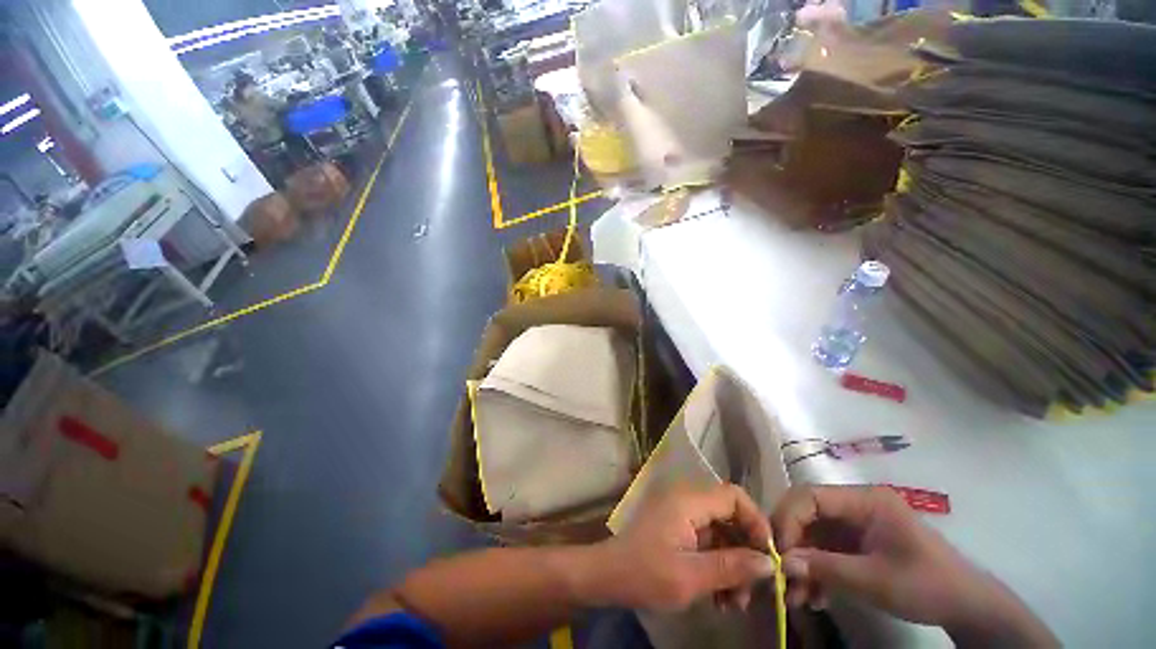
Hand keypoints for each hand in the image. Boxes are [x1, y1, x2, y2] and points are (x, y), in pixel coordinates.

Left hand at [587, 484, 776, 611]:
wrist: (609, 576)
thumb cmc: (646, 574)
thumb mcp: (691, 577)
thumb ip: (731, 567)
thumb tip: (769, 563)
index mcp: (688, 500)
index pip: (733, 496)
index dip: (756, 521)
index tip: (768, 556)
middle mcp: (686, 500)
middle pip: (730, 516)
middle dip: (745, 552)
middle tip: (751, 590)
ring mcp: (681, 513)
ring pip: (721, 532)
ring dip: (733, 565)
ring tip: (734, 604)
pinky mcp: (678, 528)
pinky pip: (708, 540)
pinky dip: (718, 565)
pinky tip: (719, 596)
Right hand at [772, 485, 1056, 645]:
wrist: (966, 607)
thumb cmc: (926, 585)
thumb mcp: (876, 581)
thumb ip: (826, 568)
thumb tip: (782, 564)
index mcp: (863, 500)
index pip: (809, 496)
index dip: (788, 519)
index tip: (778, 552)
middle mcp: (854, 506)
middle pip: (805, 514)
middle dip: (791, 545)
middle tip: (781, 576)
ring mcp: (854, 525)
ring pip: (811, 535)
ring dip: (800, 565)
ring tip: (796, 598)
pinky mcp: (855, 544)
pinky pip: (823, 552)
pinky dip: (815, 573)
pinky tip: (814, 598)